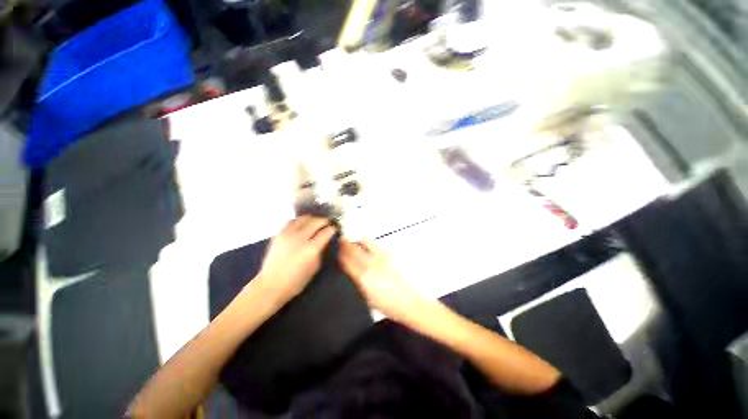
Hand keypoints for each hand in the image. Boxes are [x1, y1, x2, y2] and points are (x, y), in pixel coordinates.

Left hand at [254, 216, 335, 303]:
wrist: (271, 284)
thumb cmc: (296, 280)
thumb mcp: (315, 267)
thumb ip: (321, 251)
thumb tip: (324, 241)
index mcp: (311, 248)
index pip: (326, 232)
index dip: (332, 229)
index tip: (334, 229)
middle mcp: (300, 238)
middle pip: (315, 222)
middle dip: (323, 221)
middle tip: (327, 222)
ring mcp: (288, 234)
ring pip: (303, 218)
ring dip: (311, 218)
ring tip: (315, 221)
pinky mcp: (278, 234)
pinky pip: (291, 221)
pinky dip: (299, 221)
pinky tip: (301, 224)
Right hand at [338, 238, 421, 319]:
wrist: (406, 301)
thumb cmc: (384, 304)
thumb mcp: (364, 296)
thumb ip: (354, 280)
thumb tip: (346, 268)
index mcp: (363, 278)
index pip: (346, 260)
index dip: (338, 253)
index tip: (332, 248)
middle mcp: (370, 264)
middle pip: (353, 248)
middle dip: (344, 243)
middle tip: (339, 241)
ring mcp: (380, 257)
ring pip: (363, 242)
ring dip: (355, 241)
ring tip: (351, 243)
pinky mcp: (388, 255)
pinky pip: (374, 244)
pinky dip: (366, 242)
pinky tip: (364, 246)